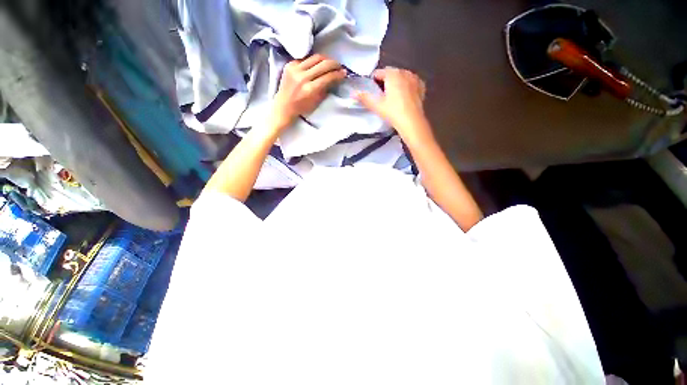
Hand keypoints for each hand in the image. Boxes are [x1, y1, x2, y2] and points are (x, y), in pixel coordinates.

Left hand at [271, 54, 346, 129]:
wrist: (284, 105)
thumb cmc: (302, 107)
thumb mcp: (316, 101)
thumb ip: (325, 89)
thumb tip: (336, 78)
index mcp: (310, 89)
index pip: (327, 77)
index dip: (338, 74)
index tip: (344, 73)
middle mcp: (302, 77)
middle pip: (323, 64)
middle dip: (334, 64)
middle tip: (339, 66)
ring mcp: (295, 69)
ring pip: (315, 58)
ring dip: (325, 59)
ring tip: (330, 63)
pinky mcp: (290, 64)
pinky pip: (305, 59)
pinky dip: (313, 61)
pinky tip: (317, 65)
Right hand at [355, 67, 428, 138]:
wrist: (412, 122)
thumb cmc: (393, 112)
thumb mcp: (377, 106)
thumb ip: (364, 98)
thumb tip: (352, 93)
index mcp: (392, 74)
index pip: (379, 72)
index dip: (373, 81)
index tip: (372, 91)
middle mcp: (404, 72)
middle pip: (391, 73)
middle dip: (385, 81)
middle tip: (381, 95)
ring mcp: (414, 78)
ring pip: (402, 77)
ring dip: (396, 83)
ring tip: (392, 97)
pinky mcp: (421, 87)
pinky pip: (411, 82)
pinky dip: (407, 86)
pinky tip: (404, 96)